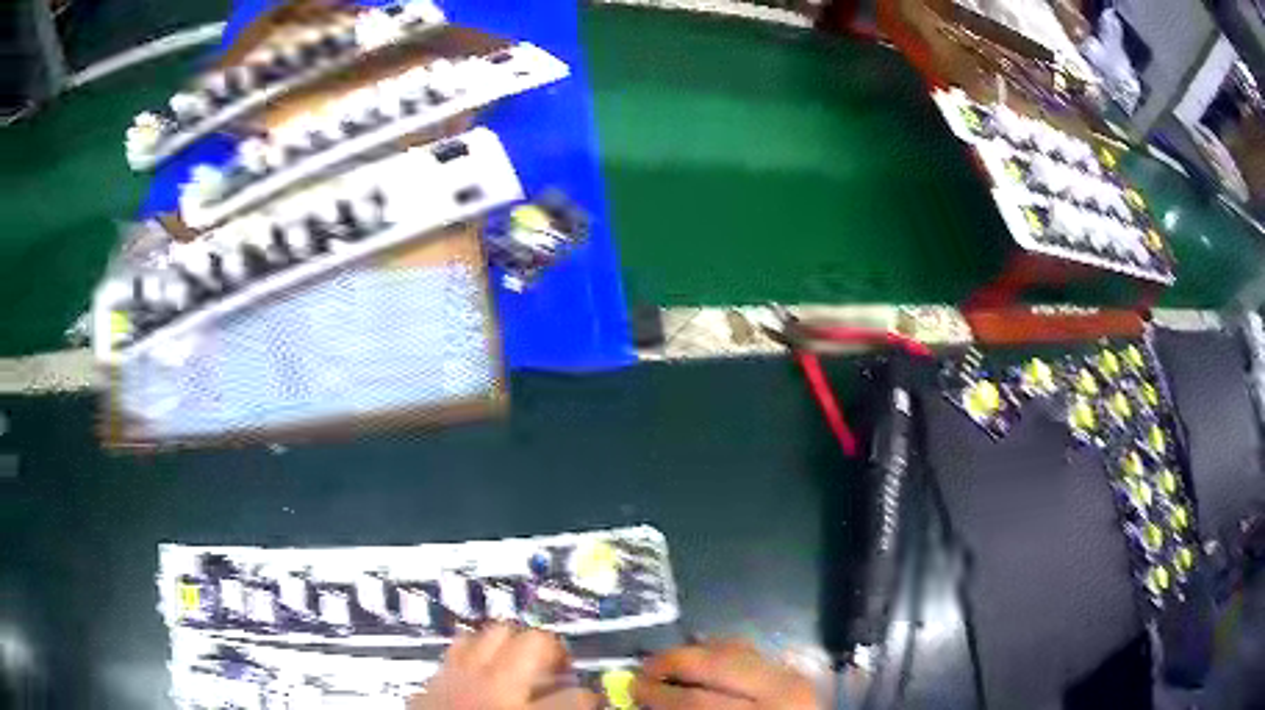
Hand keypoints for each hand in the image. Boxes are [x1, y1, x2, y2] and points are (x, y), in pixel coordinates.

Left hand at [410, 624, 598, 709]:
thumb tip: (577, 705)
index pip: (575, 697)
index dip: (589, 697)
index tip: (590, 700)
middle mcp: (492, 688)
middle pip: (533, 643)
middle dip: (554, 651)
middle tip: (560, 667)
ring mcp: (457, 676)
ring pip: (492, 633)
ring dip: (513, 643)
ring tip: (522, 660)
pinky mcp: (433, 677)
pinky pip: (459, 647)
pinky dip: (477, 650)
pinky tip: (484, 667)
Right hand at [634, 639, 818, 709]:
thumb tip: (651, 702)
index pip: (696, 700)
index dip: (659, 693)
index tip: (632, 688)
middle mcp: (779, 692)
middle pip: (717, 664)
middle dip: (673, 663)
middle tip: (644, 670)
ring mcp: (791, 678)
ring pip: (736, 649)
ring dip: (696, 652)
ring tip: (668, 662)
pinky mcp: (795, 673)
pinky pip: (753, 651)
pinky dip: (723, 650)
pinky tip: (704, 657)